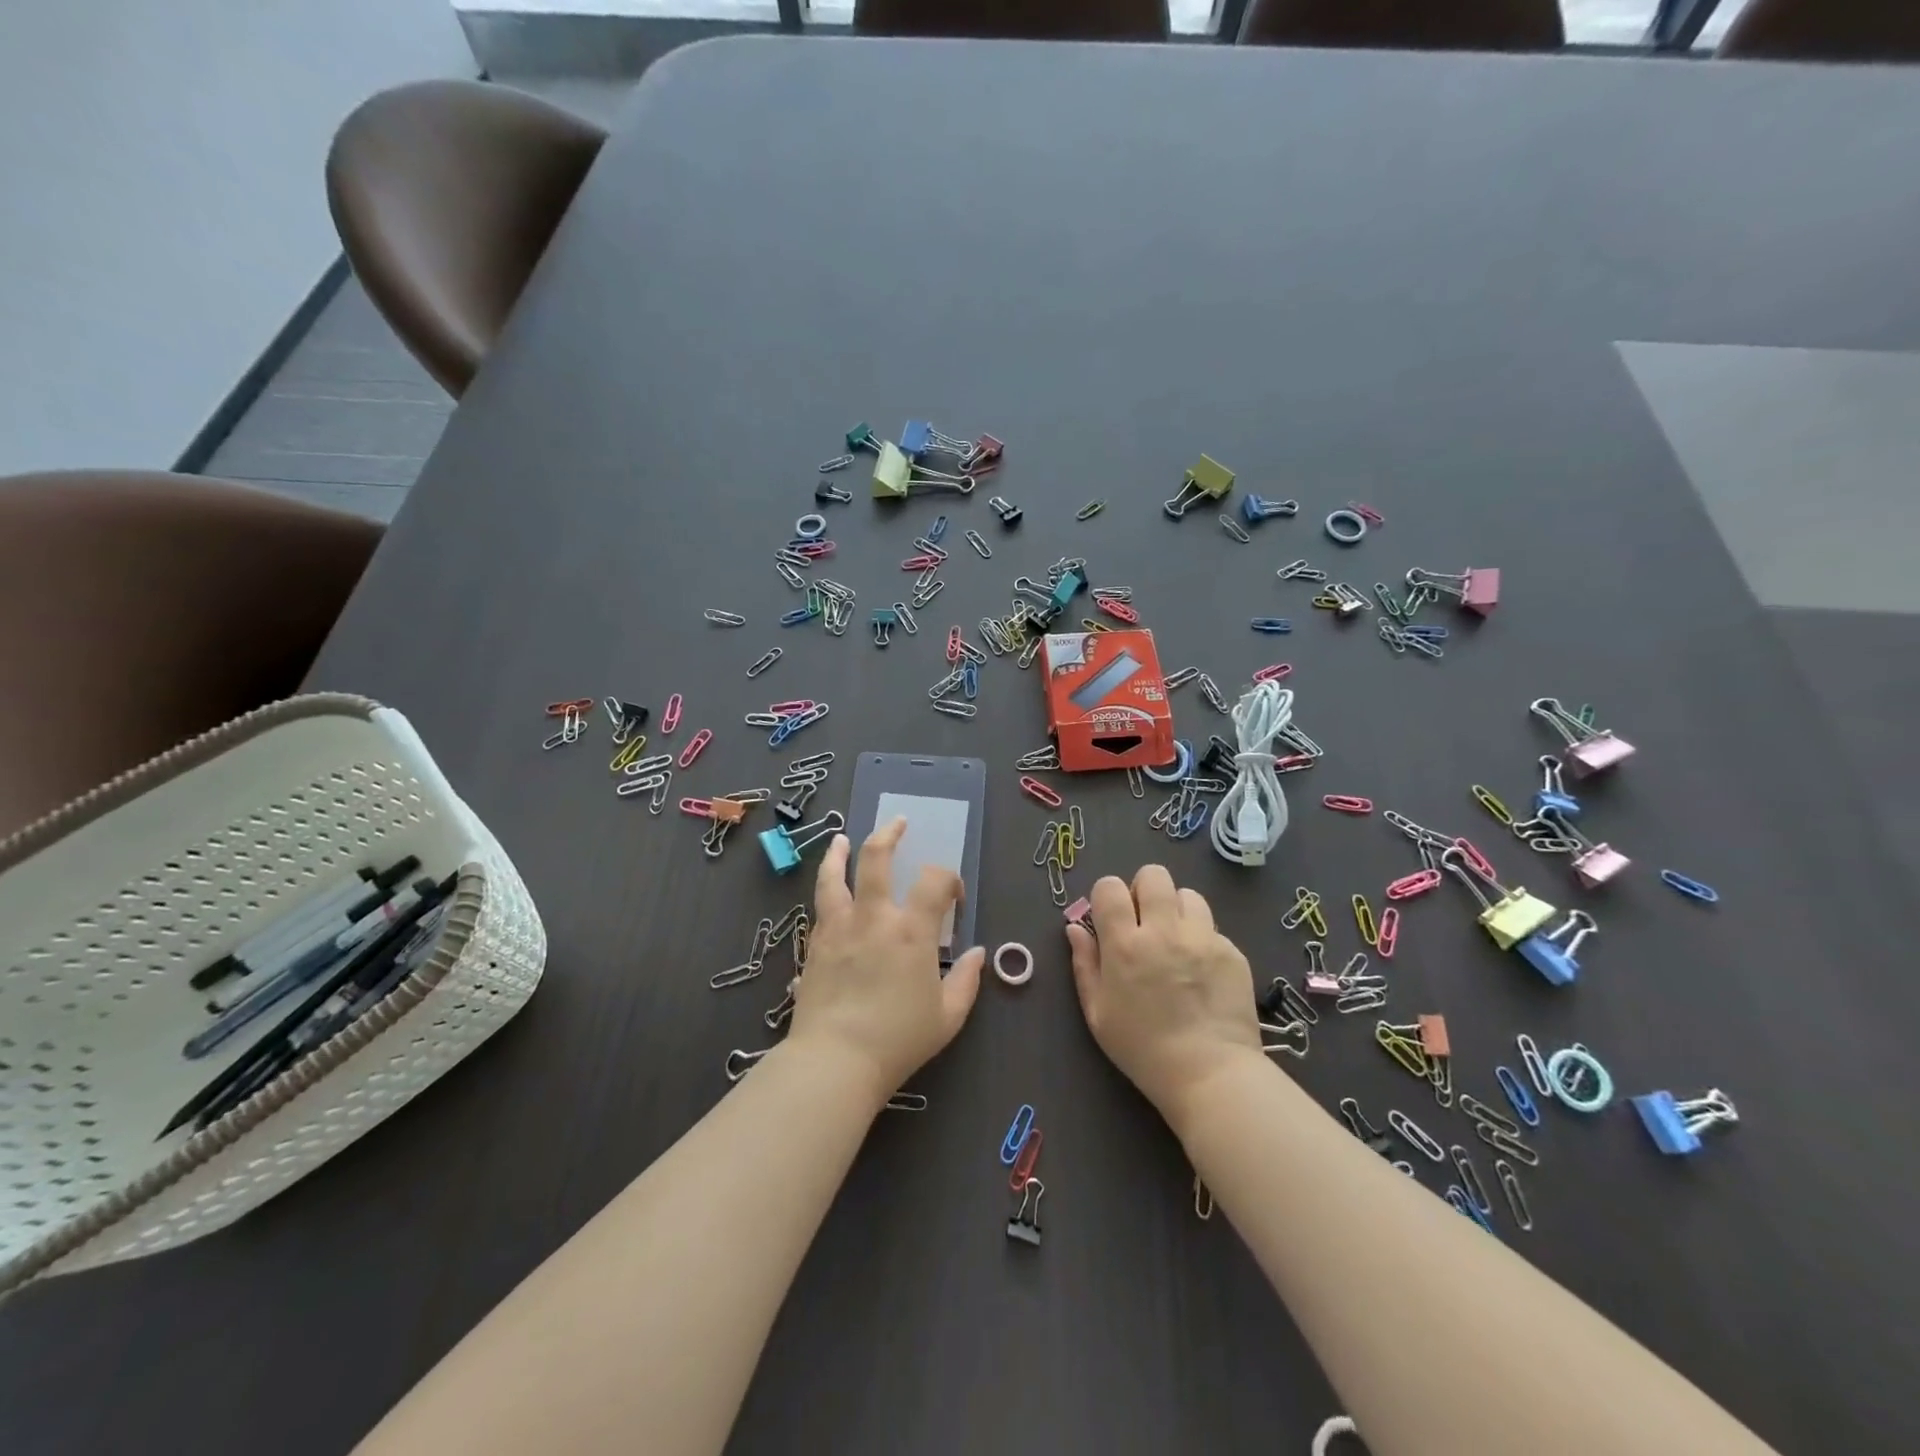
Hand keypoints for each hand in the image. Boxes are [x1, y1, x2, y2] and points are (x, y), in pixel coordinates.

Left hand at [787, 818, 984, 1104]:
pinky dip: (826, 890)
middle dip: (889, 834)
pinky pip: (819, 907)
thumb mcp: (947, 1017)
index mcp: (912, 931)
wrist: (835, 1061)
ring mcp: (838, 927)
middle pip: (876, 858)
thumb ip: (967, 981)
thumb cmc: (898, 1040)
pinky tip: (829, 893)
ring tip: (841, 839)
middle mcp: (873, 917)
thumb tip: (978, 954)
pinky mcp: (813, 944)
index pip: (935, 881)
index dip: (949, 879)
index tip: (954, 896)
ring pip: (834, 876)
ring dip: (839, 853)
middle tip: (897, 823)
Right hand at [1065, 866, 1264, 1125]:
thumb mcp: (1098, 1012)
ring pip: (1188, 895)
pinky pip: (1213, 929)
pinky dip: (1202, 940)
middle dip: (1144, 890)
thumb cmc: (1142, 1049)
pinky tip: (1201, 972)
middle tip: (1145, 921)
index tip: (1111, 917)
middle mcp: (1164, 930)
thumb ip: (1084, 964)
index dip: (1107, 896)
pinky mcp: (1232, 951)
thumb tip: (1075, 927)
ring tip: (1176, 941)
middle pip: (1153, 875)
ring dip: (1176, 910)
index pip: (1110, 887)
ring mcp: (1203, 938)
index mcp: (1125, 944)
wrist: (1210, 1074)